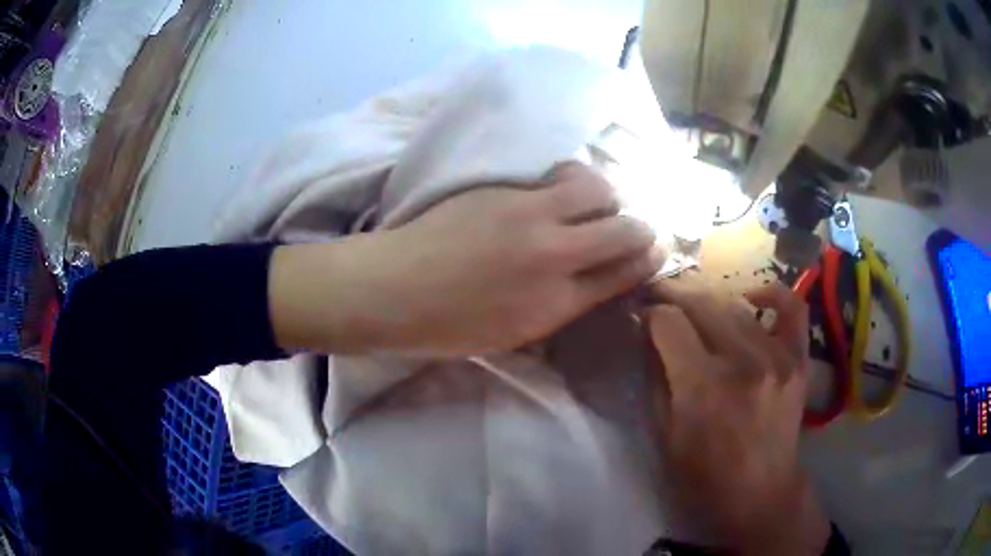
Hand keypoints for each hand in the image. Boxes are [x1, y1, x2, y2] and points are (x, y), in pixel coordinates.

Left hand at [270, 162, 664, 354]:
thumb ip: (562, 304)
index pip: (625, 271)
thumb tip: (593, 279)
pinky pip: (556, 172)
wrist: (390, 289)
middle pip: (625, 227)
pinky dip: (568, 181)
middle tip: (627, 227)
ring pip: (596, 186)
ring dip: (604, 195)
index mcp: (556, 303)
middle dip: (639, 226)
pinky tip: (555, 190)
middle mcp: (554, 254)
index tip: (653, 250)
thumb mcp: (514, 334)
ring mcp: (528, 214)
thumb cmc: (447, 326)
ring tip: (590, 204)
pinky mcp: (504, 188)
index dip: (648, 258)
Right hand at [645, 277, 829, 555]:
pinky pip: (792, 309)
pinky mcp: (798, 360)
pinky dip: (772, 294)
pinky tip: (751, 298)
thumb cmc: (704, 475)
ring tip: (697, 310)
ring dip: (710, 303)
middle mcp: (742, 362)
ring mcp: (777, 357)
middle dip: (675, 297)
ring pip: (736, 307)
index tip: (643, 315)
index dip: (651, 314)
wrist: (760, 493)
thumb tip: (650, 336)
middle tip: (662, 299)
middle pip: (702, 304)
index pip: (669, 323)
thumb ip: (657, 380)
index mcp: (703, 387)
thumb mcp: (665, 435)